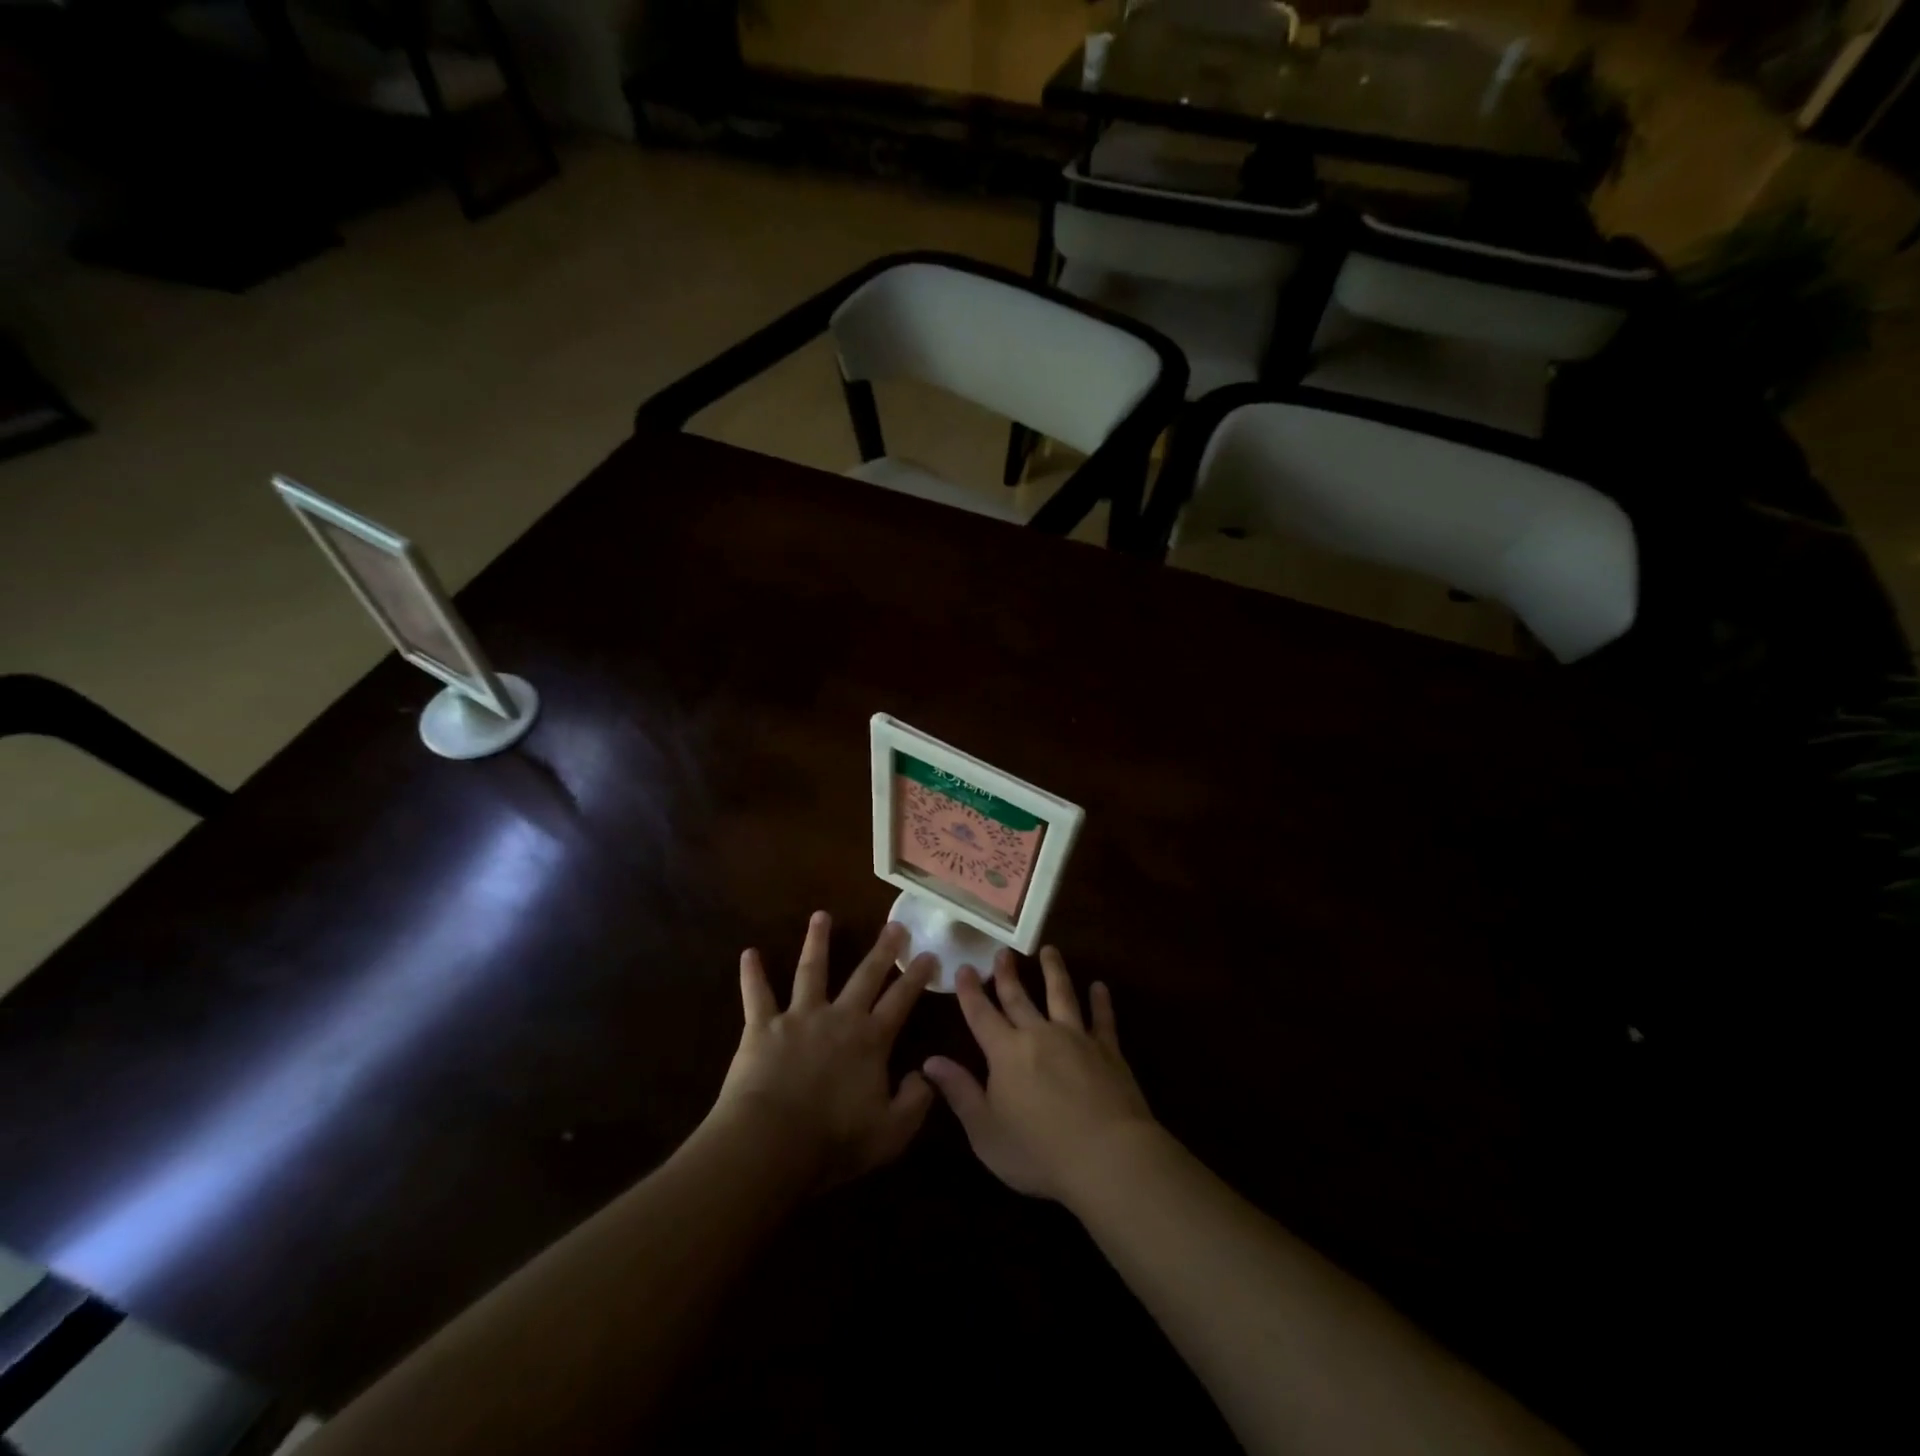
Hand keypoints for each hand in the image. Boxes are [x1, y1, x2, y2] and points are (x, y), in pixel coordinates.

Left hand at [710, 913, 936, 1187]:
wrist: (771, 1143)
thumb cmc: (833, 1141)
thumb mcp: (890, 1133)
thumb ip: (915, 1103)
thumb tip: (925, 1075)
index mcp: (871, 1040)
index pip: (901, 1000)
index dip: (917, 977)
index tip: (929, 954)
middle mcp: (839, 1017)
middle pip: (865, 976)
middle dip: (882, 950)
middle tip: (894, 925)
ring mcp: (799, 1017)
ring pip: (812, 970)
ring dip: (817, 942)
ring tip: (821, 916)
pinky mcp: (762, 1026)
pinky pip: (757, 995)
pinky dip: (752, 974)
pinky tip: (748, 953)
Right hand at [922, 947, 1155, 1203]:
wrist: (1107, 1156)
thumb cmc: (1039, 1151)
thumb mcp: (986, 1131)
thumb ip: (959, 1092)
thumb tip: (930, 1061)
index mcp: (1006, 1053)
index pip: (982, 1014)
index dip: (970, 992)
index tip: (963, 967)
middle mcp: (1039, 1035)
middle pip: (1019, 998)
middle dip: (1007, 974)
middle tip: (1001, 951)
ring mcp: (1076, 1038)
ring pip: (1062, 995)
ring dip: (1054, 971)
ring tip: (1049, 950)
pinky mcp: (1108, 1050)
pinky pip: (1103, 1019)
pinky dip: (1101, 1002)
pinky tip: (1100, 987)